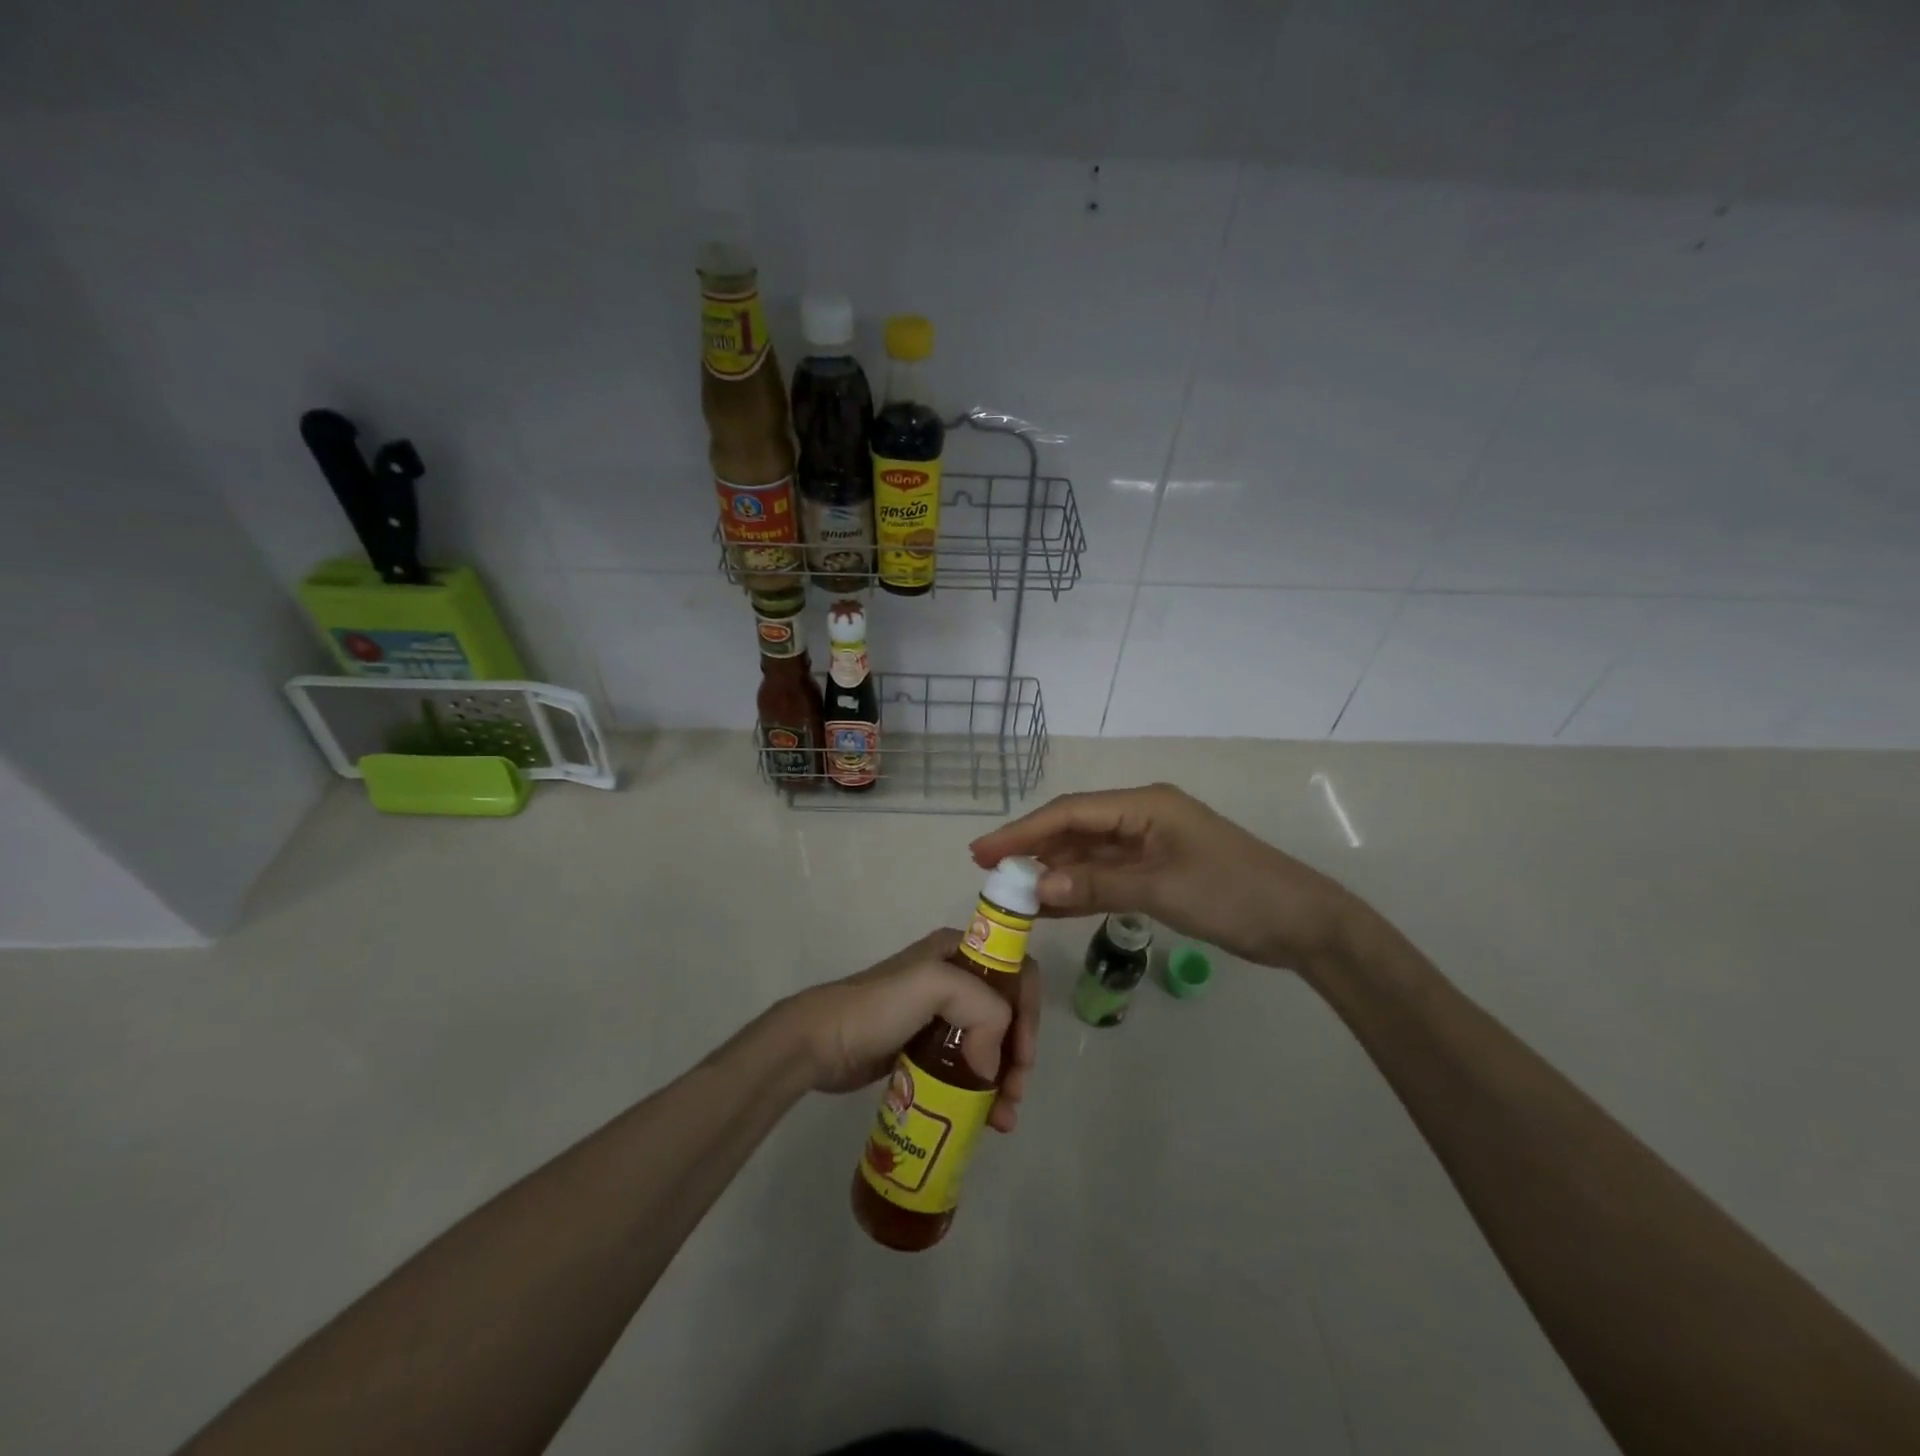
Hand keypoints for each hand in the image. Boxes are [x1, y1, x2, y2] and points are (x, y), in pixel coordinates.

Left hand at [776, 930, 1041, 1132]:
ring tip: (1002, 1119)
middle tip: (1015, 1093)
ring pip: (990, 1042)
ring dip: (1004, 1077)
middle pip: (1006, 1012)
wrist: (818, 1044)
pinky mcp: (925, 1048)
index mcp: (958, 951)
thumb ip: (981, 1009)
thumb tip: (993, 1065)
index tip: (1023, 1054)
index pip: (1014, 972)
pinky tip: (986, 1118)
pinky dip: (982, 1090)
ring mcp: (939, 1015)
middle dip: (1018, 1053)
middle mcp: (953, 977)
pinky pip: (967, 1066)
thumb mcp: (933, 986)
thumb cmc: (877, 1008)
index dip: (1027, 1011)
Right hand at [969, 783, 1360, 972]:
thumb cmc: (1233, 893)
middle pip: (1074, 829)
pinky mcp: (1157, 871)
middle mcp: (1141, 816)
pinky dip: (1079, 889)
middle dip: (1032, 850)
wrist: (1301, 922)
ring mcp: (1149, 845)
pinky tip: (1051, 905)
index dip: (1022, 831)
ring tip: (1012, 892)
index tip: (981, 851)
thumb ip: (1098, 884)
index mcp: (1143, 805)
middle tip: (988, 873)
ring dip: (1053, 871)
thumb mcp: (1161, 888)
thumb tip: (1037, 886)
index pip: (1069, 813)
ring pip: (1088, 853)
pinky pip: (1107, 875)